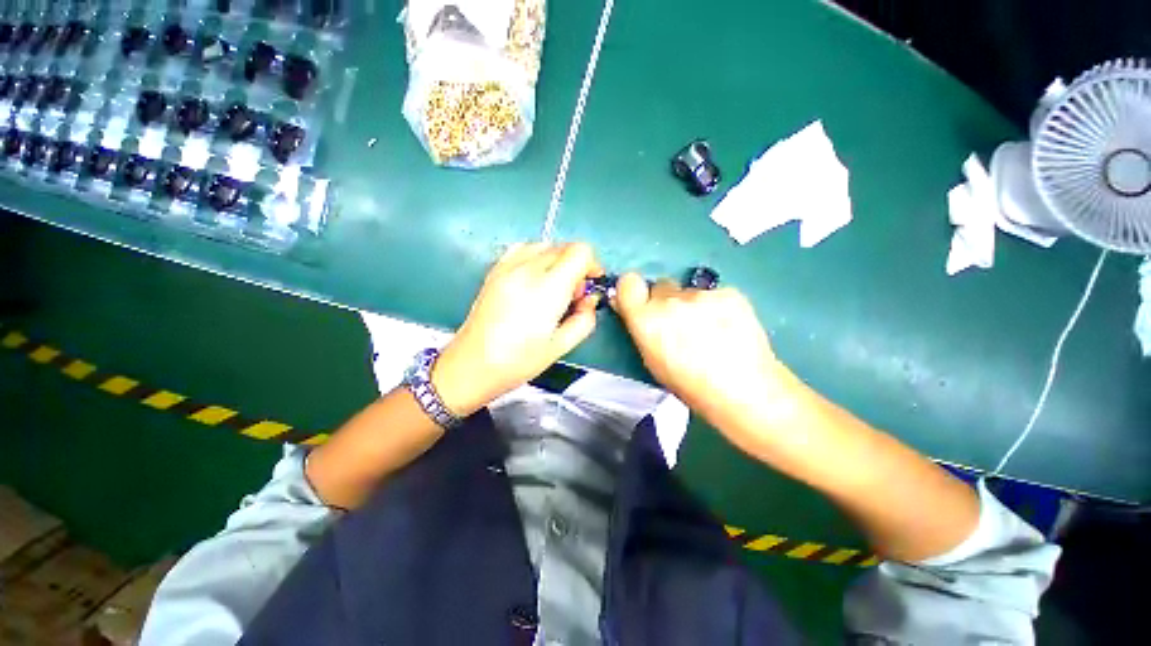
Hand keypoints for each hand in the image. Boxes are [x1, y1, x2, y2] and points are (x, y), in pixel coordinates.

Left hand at [432, 242, 602, 415]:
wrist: (470, 365)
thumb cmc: (517, 361)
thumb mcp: (561, 347)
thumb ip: (584, 320)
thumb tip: (589, 301)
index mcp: (548, 289)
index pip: (580, 251)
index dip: (592, 265)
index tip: (590, 285)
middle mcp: (527, 269)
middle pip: (564, 247)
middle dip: (577, 266)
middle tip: (572, 295)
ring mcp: (507, 267)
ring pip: (545, 245)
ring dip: (557, 261)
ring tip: (553, 288)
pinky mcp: (494, 270)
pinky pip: (523, 249)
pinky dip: (537, 258)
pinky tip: (534, 280)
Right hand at [612, 273, 796, 450]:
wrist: (745, 391)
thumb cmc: (690, 386)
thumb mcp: (653, 361)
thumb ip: (641, 330)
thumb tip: (631, 310)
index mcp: (646, 319)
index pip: (628, 282)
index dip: (633, 290)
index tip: (641, 301)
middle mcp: (669, 300)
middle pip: (661, 286)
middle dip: (666, 301)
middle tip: (680, 323)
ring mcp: (700, 294)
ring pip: (689, 292)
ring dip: (693, 305)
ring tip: (711, 332)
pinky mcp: (729, 292)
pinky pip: (714, 294)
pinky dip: (718, 307)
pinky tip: (730, 329)